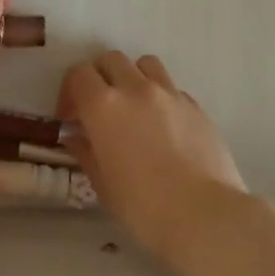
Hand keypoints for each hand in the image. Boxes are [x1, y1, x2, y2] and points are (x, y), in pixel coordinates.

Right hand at [61, 52, 246, 267]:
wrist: (204, 215)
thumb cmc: (143, 207)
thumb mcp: (103, 184)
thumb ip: (86, 152)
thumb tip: (76, 136)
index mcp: (104, 106)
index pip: (78, 74)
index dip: (70, 92)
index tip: (71, 117)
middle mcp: (136, 88)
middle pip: (110, 60)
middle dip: (99, 78)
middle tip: (99, 108)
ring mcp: (170, 93)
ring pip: (145, 64)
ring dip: (133, 77)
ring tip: (134, 107)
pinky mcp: (196, 105)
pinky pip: (171, 88)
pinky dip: (160, 97)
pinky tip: (163, 127)